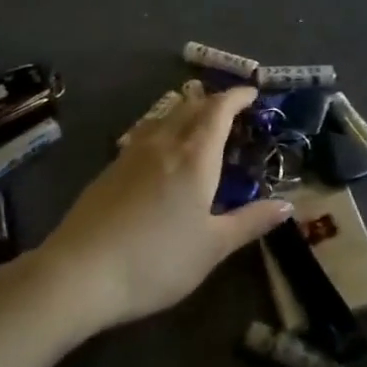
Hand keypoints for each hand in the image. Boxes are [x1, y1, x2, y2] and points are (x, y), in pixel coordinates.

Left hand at [40, 83, 292, 331]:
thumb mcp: (213, 247)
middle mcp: (164, 144)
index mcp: (195, 156)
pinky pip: (145, 132)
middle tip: (232, 109)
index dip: (237, 96)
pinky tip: (161, 150)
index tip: (252, 93)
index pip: (219, 110)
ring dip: (186, 110)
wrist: (79, 273)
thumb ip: (251, 221)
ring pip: (164, 116)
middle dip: (214, 101)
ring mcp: (132, 154)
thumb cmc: (156, 259)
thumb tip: (287, 204)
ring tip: (199, 121)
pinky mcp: (110, 169)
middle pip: (191, 106)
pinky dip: (164, 127)